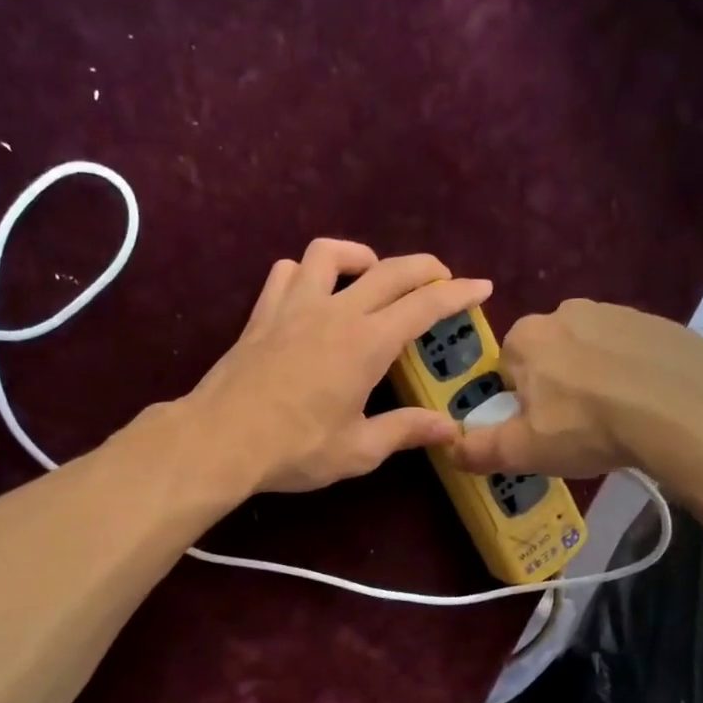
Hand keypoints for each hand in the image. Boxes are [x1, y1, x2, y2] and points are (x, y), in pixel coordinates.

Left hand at [184, 239, 491, 493]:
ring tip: (371, 274)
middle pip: (389, 270)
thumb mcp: (358, 449)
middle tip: (442, 278)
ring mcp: (294, 306)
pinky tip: (312, 292)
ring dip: (360, 256)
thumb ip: (405, 431)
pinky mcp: (263, 314)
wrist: (221, 439)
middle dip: (423, 268)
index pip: (423, 306)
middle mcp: (335, 312)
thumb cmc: (295, 448)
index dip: (457, 294)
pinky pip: (286, 272)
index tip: (481, 287)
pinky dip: (306, 272)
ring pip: (330, 253)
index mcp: (367, 343)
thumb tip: (449, 429)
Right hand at [448, 299, 702, 512]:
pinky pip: (631, 351)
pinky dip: (632, 373)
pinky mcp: (660, 323)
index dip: (517, 400)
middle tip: (576, 427)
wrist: (686, 409)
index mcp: (526, 337)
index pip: (506, 367)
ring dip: (594, 379)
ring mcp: (617, 312)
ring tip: (616, 419)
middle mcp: (566, 312)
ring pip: (590, 351)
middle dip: (555, 386)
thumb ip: (479, 450)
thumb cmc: (589, 426)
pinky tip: (647, 405)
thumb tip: (450, 449)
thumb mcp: (523, 451)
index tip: (537, 427)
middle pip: (547, 355)